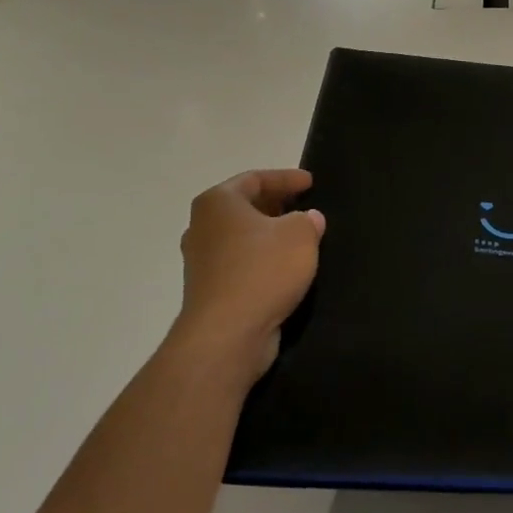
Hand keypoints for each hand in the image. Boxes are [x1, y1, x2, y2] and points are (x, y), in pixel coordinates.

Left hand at [171, 169, 324, 391]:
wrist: (227, 334)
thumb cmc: (263, 271)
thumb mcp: (300, 235)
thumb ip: (308, 220)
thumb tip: (308, 219)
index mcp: (218, 202)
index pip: (255, 179)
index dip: (286, 178)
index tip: (311, 182)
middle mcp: (202, 226)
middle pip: (244, 207)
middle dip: (277, 205)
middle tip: (305, 206)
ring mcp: (202, 261)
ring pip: (242, 237)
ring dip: (269, 236)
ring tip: (301, 238)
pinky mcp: (210, 290)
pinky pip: (241, 264)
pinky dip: (262, 260)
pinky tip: (286, 269)